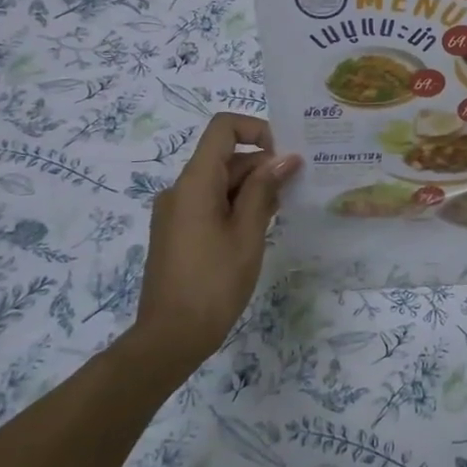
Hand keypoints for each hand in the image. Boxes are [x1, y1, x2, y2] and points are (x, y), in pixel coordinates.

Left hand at [132, 113, 298, 369]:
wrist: (170, 338)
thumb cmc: (214, 283)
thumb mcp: (248, 233)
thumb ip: (265, 190)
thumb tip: (285, 158)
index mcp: (195, 183)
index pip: (223, 128)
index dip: (256, 129)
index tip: (283, 155)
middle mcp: (180, 189)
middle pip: (225, 157)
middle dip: (262, 165)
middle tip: (295, 189)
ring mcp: (176, 212)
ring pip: (220, 182)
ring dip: (252, 188)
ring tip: (282, 211)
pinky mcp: (178, 232)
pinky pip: (210, 203)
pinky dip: (236, 206)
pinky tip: (260, 228)